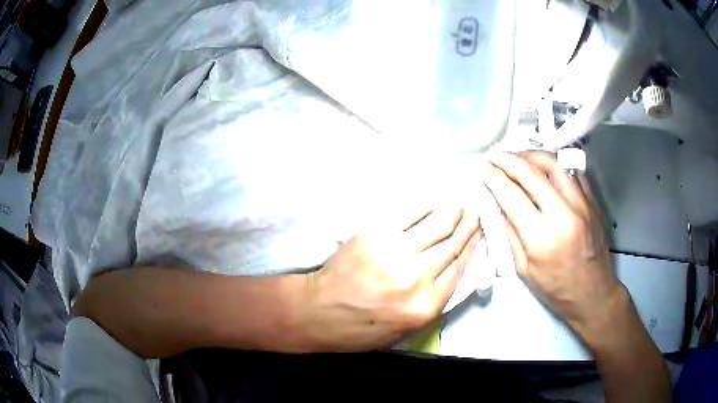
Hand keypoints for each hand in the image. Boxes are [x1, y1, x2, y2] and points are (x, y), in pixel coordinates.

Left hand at [301, 207, 480, 351]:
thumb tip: (451, 273)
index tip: (477, 238)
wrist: (317, 312)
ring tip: (459, 205)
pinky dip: (423, 208)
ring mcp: (394, 252)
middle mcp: (416, 277)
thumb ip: (431, 305)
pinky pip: (407, 215)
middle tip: (474, 214)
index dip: (471, 250)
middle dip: (467, 228)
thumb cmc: (359, 330)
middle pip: (451, 246)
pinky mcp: (374, 234)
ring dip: (451, 213)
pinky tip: (432, 203)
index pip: (459, 270)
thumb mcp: (403, 332)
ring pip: (434, 226)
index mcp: (425, 306)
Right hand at [484, 151, 620, 339]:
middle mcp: (564, 215)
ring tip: (519, 157)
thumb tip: (502, 204)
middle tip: (496, 156)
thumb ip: (511, 234)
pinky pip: (572, 172)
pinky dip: (555, 165)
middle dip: (509, 160)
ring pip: (555, 164)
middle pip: (533, 173)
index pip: (512, 196)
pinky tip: (545, 168)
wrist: (593, 294)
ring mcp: (582, 205)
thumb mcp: (524, 270)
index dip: (495, 178)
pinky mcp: (593, 202)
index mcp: (541, 238)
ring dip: (532, 155)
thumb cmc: (556, 289)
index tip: (484, 168)